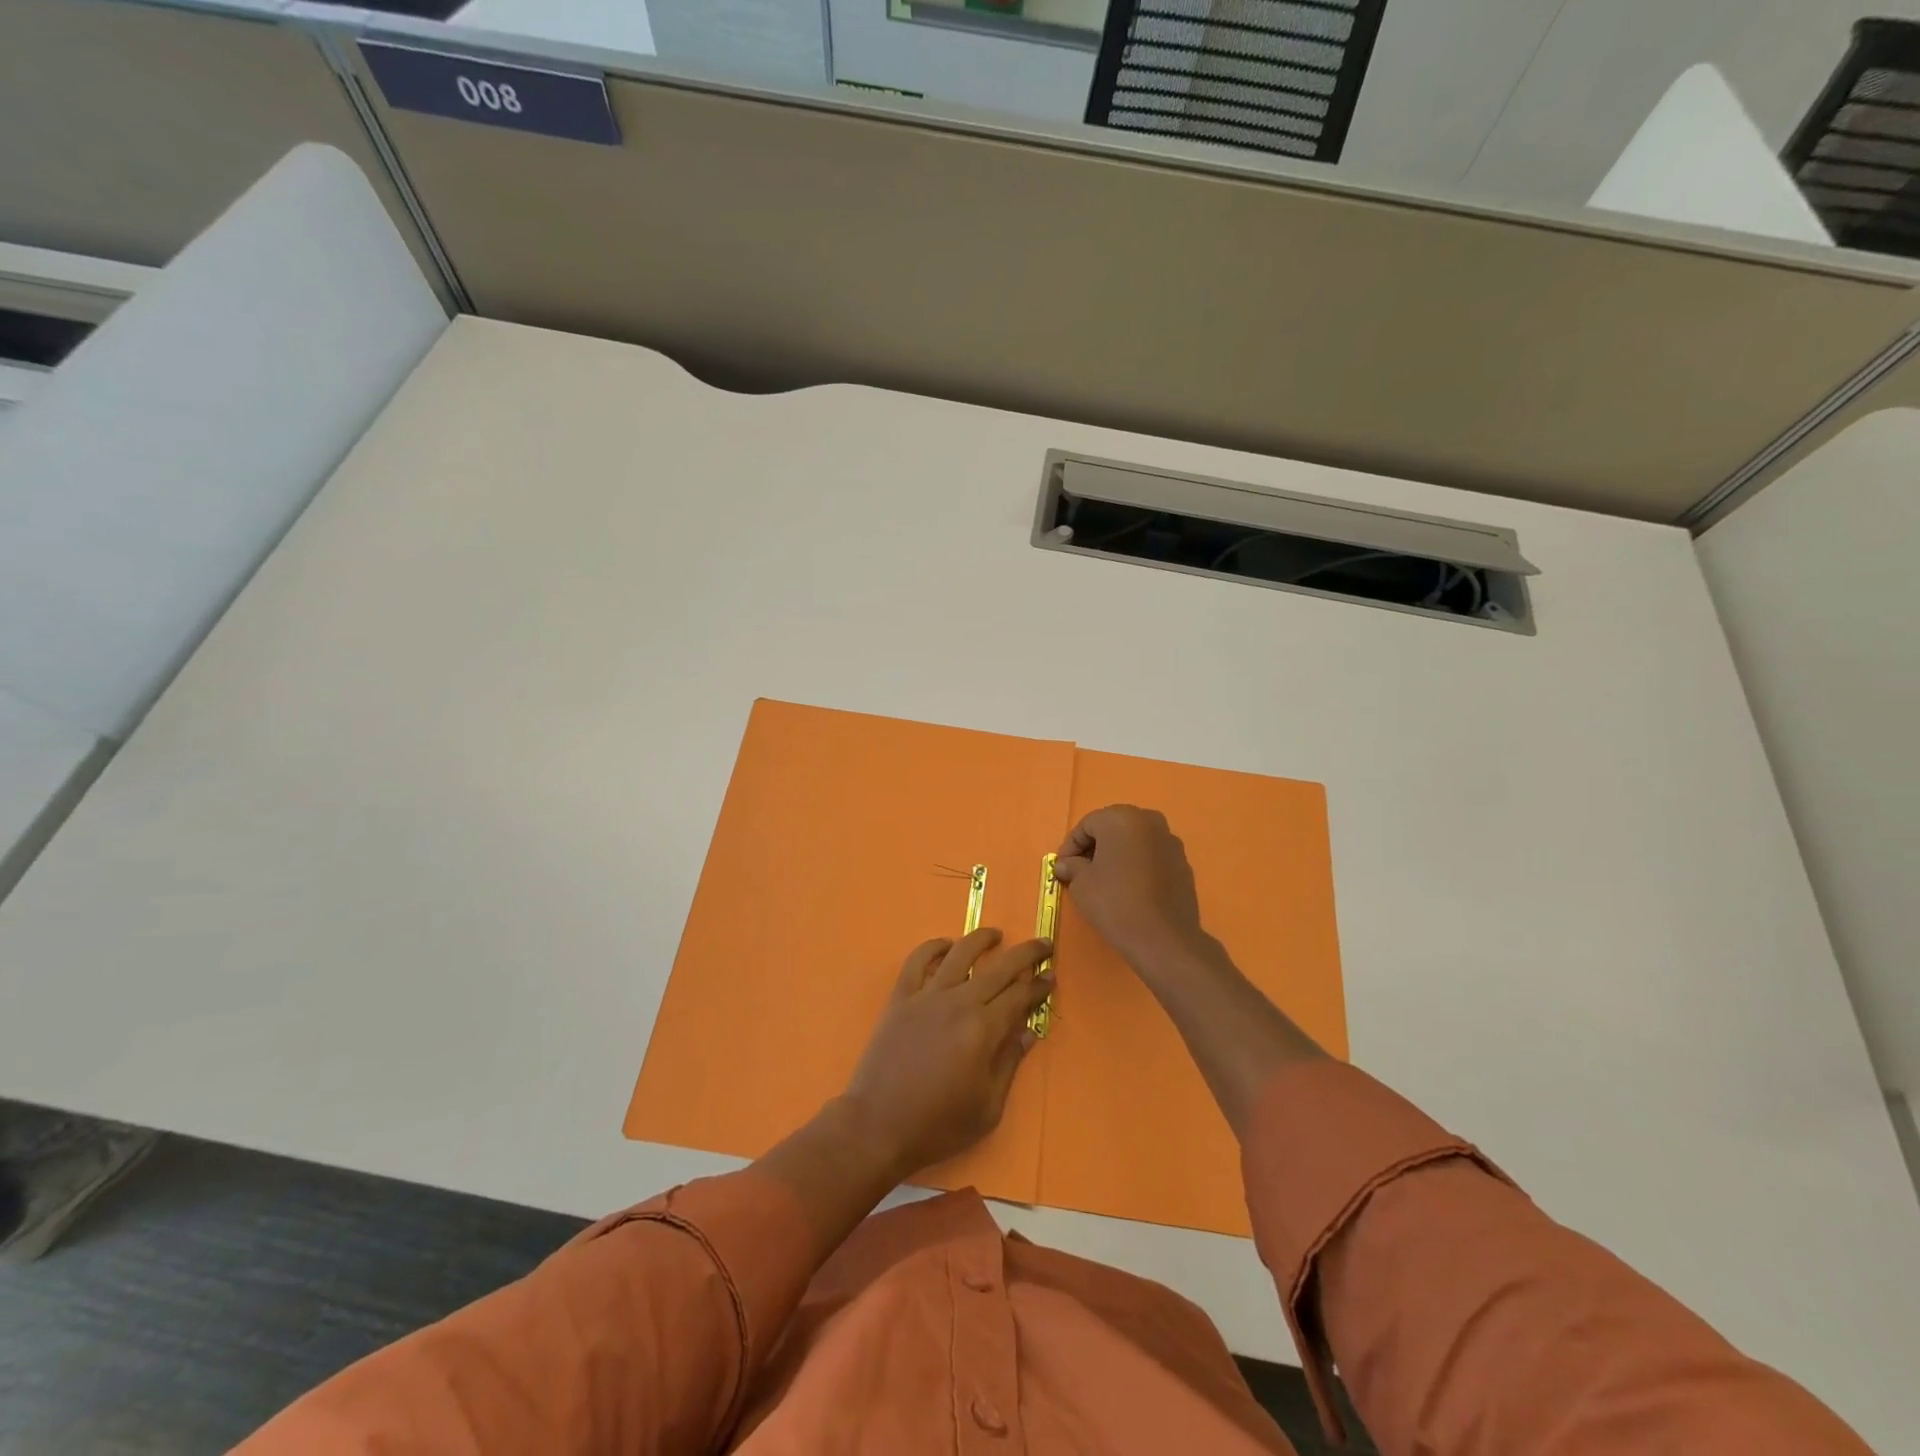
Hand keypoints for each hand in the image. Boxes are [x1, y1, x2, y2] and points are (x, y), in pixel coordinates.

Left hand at [842, 929, 1053, 1179]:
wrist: (877, 1126)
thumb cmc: (937, 1125)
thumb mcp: (987, 1108)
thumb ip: (1009, 1064)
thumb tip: (1028, 1031)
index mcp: (983, 1030)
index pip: (1019, 997)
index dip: (1039, 985)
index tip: (1051, 976)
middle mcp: (958, 1003)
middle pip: (998, 968)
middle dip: (1025, 954)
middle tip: (1042, 945)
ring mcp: (926, 996)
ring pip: (960, 953)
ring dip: (982, 939)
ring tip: (997, 934)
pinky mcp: (900, 997)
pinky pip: (918, 961)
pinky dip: (933, 946)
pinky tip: (946, 944)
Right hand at [1052, 805, 1209, 972]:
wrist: (1163, 938)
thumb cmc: (1114, 902)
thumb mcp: (1081, 884)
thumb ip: (1071, 866)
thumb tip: (1066, 864)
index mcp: (1121, 818)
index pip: (1087, 825)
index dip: (1070, 846)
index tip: (1062, 868)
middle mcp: (1149, 821)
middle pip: (1113, 828)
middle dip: (1095, 847)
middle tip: (1081, 871)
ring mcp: (1170, 841)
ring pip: (1134, 842)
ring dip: (1117, 855)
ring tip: (1105, 881)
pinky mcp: (1183, 863)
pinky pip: (1152, 857)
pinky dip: (1137, 865)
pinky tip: (1129, 888)